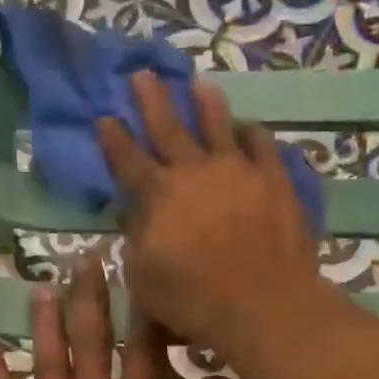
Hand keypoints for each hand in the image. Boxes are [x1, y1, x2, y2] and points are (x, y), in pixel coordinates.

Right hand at [97, 71, 324, 355]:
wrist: (264, 305)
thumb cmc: (196, 302)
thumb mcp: (145, 280)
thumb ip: (135, 241)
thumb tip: (129, 212)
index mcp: (158, 197)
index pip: (127, 160)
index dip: (113, 138)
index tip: (104, 116)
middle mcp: (194, 172)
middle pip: (168, 127)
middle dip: (151, 99)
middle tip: (141, 73)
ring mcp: (238, 170)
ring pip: (217, 124)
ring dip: (205, 103)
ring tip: (198, 83)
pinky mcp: (274, 179)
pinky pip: (262, 144)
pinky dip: (252, 133)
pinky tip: (248, 128)